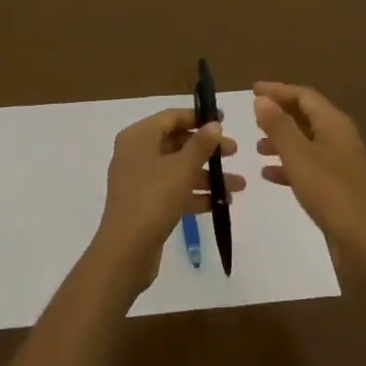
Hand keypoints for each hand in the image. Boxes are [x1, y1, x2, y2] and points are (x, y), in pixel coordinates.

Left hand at [93, 108, 243, 292]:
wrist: (127, 249)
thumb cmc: (154, 198)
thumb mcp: (182, 167)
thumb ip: (201, 144)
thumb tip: (214, 124)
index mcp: (139, 137)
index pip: (171, 117)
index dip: (198, 117)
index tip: (224, 120)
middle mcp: (136, 154)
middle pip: (176, 143)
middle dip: (207, 149)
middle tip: (235, 152)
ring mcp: (140, 180)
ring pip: (178, 169)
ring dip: (207, 175)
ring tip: (238, 186)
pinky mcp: (145, 203)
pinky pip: (174, 191)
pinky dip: (195, 194)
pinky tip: (221, 203)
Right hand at [254, 82, 365, 256]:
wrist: (363, 240)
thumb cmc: (328, 192)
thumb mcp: (298, 156)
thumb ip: (279, 126)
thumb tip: (262, 99)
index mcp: (334, 123)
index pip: (305, 96)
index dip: (278, 91)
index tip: (253, 90)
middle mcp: (340, 137)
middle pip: (308, 116)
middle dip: (280, 114)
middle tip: (253, 116)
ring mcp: (341, 162)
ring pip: (307, 141)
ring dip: (283, 139)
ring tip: (258, 146)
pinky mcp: (338, 185)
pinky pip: (310, 164)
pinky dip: (290, 164)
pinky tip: (269, 174)